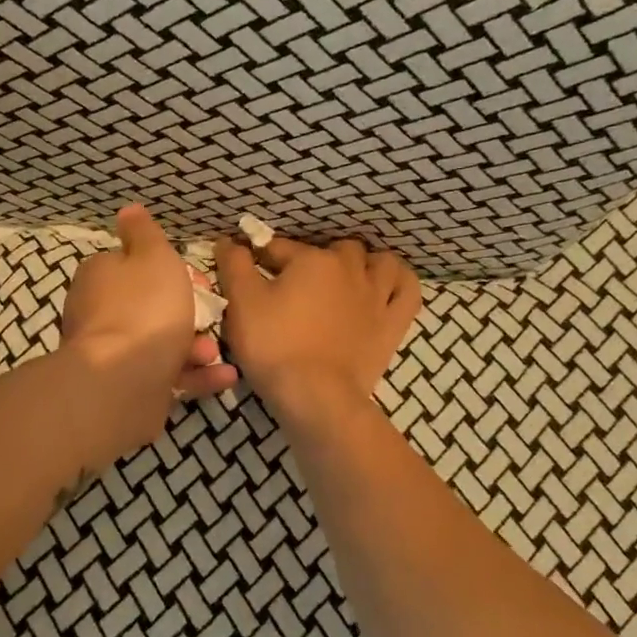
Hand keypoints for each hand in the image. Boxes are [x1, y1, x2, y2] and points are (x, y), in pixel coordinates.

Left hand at [60, 204, 238, 464]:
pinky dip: (196, 375)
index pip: (134, 264)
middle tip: (211, 315)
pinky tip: (224, 376)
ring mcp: (112, 353)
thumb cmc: (145, 308)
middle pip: (151, 305)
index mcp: (101, 276)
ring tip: (214, 351)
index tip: (198, 278)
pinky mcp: (127, 387)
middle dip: (187, 311)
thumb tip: (128, 210)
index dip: (170, 269)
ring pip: (160, 342)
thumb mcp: (153, 256)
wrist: (124, 381)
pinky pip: (166, 376)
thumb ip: (144, 233)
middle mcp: (99, 312)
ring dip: (195, 346)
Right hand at [215, 234, 420, 420]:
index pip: (280, 248)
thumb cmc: (273, 345)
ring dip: (363, 264)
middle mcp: (349, 269)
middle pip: (334, 250)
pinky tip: (385, 286)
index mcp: (312, 260)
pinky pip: (408, 291)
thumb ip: (234, 265)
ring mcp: (377, 296)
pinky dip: (399, 282)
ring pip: (379, 262)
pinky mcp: (393, 324)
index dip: (261, 258)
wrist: (315, 396)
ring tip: (345, 279)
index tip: (249, 273)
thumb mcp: (241, 302)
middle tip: (295, 285)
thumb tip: (228, 240)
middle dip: (315, 259)